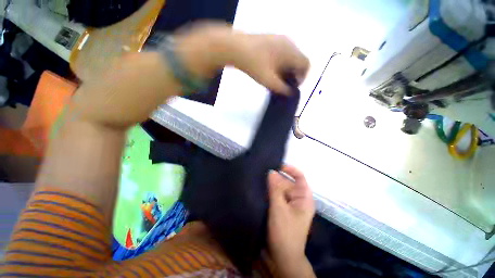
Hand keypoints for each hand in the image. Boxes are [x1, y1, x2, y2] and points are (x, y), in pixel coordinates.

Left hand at [175, 22, 309, 93]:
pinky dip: (281, 63)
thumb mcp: (269, 81)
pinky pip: (282, 53)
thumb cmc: (254, 65)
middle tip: (284, 84)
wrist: (235, 48)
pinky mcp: (271, 39)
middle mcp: (289, 43)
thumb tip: (290, 93)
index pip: (306, 65)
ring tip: (276, 78)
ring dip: (287, 69)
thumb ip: (282, 89)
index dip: (302, 78)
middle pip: (298, 61)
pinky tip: (271, 69)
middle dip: (294, 74)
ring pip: (290, 57)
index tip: (292, 87)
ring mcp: (279, 39)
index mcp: (291, 51)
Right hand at [267, 165, 314, 276]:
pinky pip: (275, 196)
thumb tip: (271, 171)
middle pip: (287, 182)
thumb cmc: (285, 233)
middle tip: (261, 171)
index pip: (299, 176)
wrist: (282, 258)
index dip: (289, 169)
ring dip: (271, 185)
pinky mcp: (281, 209)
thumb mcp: (279, 209)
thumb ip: (275, 189)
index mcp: (303, 197)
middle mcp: (297, 198)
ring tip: (258, 178)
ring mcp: (289, 204)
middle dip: (276, 177)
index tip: (276, 165)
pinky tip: (259, 188)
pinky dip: (269, 192)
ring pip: (280, 189)